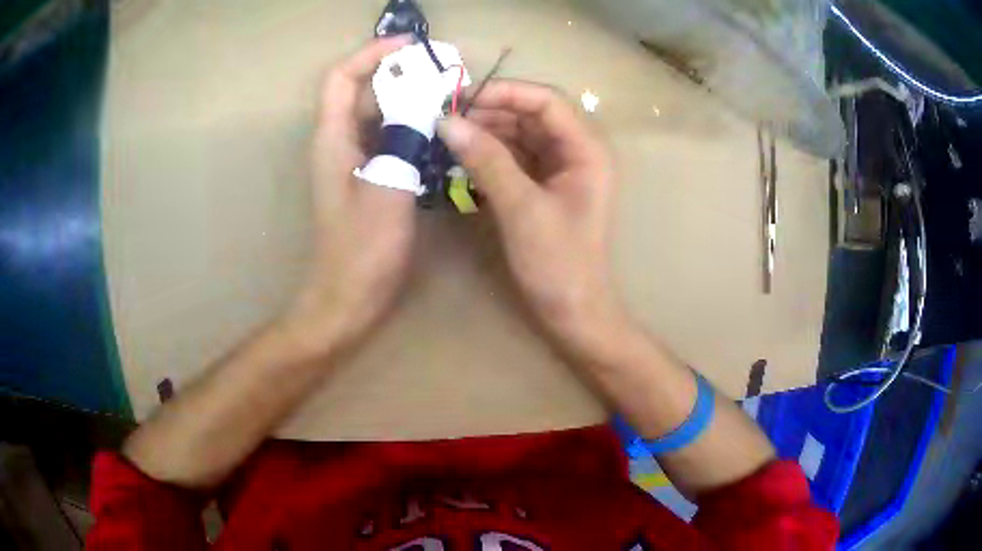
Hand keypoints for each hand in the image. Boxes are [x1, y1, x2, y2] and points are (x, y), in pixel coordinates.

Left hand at [287, 36, 415, 353]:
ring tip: (449, 98)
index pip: (342, 77)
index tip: (412, 46)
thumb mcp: (387, 189)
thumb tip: (423, 100)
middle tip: (444, 74)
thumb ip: (402, 139)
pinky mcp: (369, 179)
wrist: (347, 299)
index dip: (372, 53)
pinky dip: (412, 129)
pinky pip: (389, 140)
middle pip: (363, 92)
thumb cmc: (361, 251)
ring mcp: (354, 162)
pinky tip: (441, 135)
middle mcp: (339, 143)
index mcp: (333, 139)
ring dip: (409, 101)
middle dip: (400, 74)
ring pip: (379, 116)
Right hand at [437, 81, 623, 350]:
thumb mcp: (521, 208)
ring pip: (521, 135)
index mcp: (587, 149)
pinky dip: (490, 154)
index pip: (546, 101)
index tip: (461, 100)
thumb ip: (487, 160)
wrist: (572, 312)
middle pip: (532, 114)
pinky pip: (516, 157)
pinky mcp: (545, 186)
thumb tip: (447, 122)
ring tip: (449, 137)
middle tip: (447, 120)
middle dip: (491, 112)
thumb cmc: (558, 263)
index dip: (505, 92)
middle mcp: (577, 151)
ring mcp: (561, 169)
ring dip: (487, 132)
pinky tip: (463, 157)